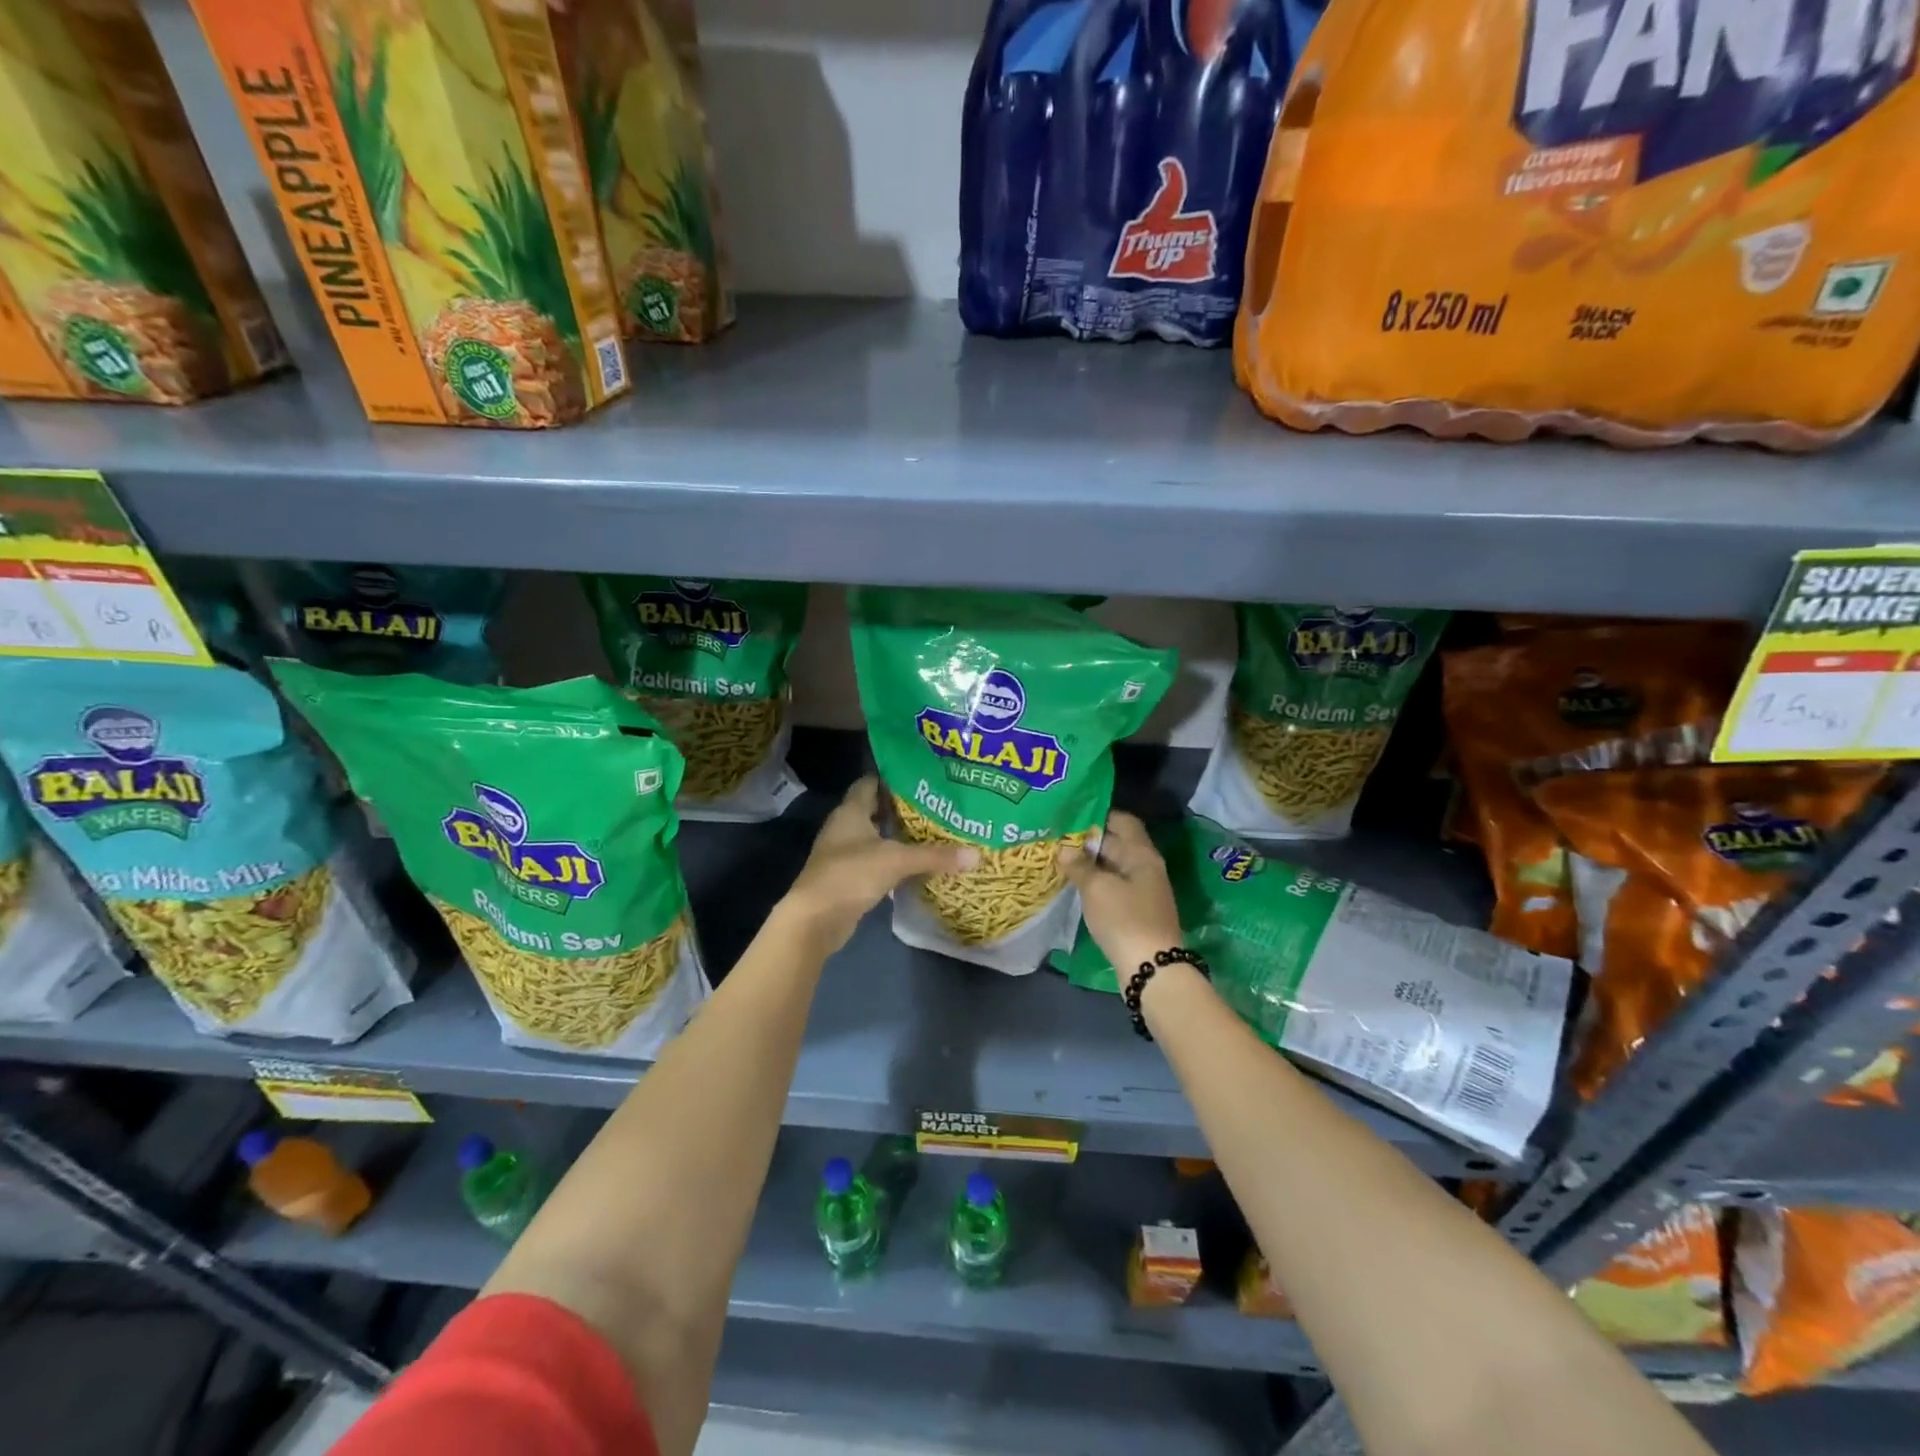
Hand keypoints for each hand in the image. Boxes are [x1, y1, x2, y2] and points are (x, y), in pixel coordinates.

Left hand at [782, 777, 978, 951]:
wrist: (815, 919)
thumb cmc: (851, 874)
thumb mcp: (897, 860)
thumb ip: (935, 855)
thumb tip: (977, 855)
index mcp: (850, 811)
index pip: (870, 782)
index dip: (893, 778)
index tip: (921, 778)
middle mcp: (844, 827)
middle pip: (874, 809)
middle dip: (901, 808)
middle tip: (935, 805)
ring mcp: (843, 854)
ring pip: (874, 837)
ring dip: (897, 836)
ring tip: (932, 832)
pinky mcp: (847, 878)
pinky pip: (874, 861)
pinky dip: (892, 861)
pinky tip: (915, 864)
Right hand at [1056, 812, 1183, 972]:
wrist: (1151, 968)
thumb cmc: (1124, 919)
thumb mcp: (1097, 888)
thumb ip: (1079, 865)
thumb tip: (1065, 849)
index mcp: (1142, 854)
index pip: (1122, 821)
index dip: (1099, 814)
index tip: (1072, 813)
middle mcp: (1145, 867)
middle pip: (1117, 842)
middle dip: (1089, 839)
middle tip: (1058, 835)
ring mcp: (1142, 890)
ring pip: (1113, 866)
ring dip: (1090, 862)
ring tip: (1060, 857)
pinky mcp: (1135, 910)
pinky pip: (1113, 885)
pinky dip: (1095, 881)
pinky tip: (1074, 883)